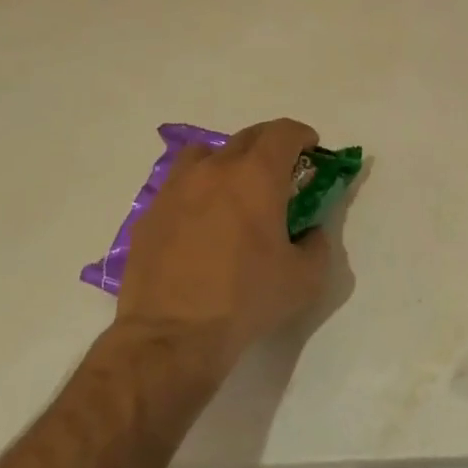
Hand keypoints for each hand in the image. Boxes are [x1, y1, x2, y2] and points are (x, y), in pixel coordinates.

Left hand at [113, 119, 330, 373]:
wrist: (172, 336)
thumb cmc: (246, 300)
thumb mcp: (305, 278)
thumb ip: (317, 245)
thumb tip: (310, 233)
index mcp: (257, 177)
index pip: (283, 132)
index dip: (301, 135)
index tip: (310, 150)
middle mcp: (215, 170)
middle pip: (247, 137)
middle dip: (270, 146)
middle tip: (281, 173)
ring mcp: (176, 189)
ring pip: (205, 154)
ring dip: (228, 161)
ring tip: (235, 190)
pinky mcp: (150, 214)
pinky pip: (179, 186)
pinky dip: (197, 190)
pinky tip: (202, 223)